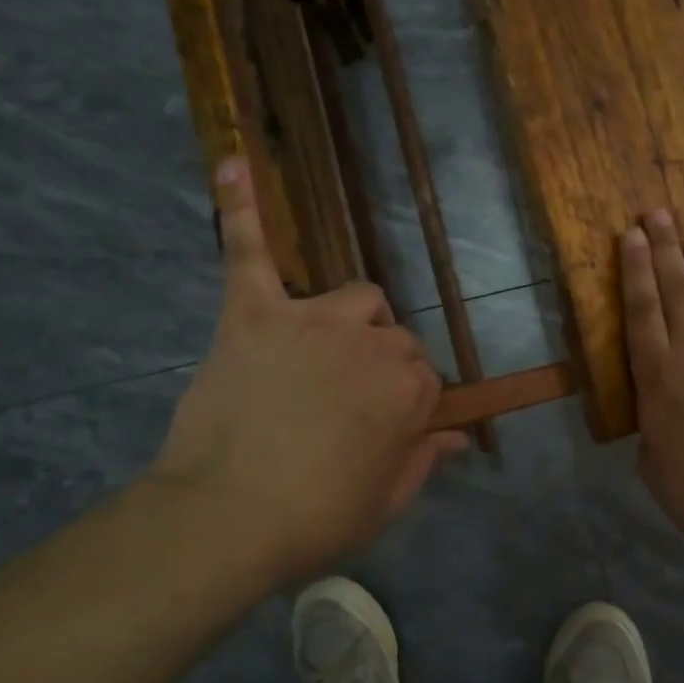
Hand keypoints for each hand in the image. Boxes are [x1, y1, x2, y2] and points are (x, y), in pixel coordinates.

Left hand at [147, 158, 468, 582]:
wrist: (225, 519)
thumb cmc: (313, 519)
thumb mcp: (385, 502)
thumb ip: (426, 460)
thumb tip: (458, 435)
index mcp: (409, 388)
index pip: (425, 376)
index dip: (403, 404)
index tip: (381, 429)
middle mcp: (372, 343)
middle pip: (393, 337)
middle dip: (379, 367)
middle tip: (342, 407)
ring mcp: (312, 321)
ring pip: (354, 297)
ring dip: (348, 321)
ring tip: (320, 351)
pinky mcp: (254, 314)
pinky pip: (249, 251)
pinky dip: (242, 209)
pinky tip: (232, 163)